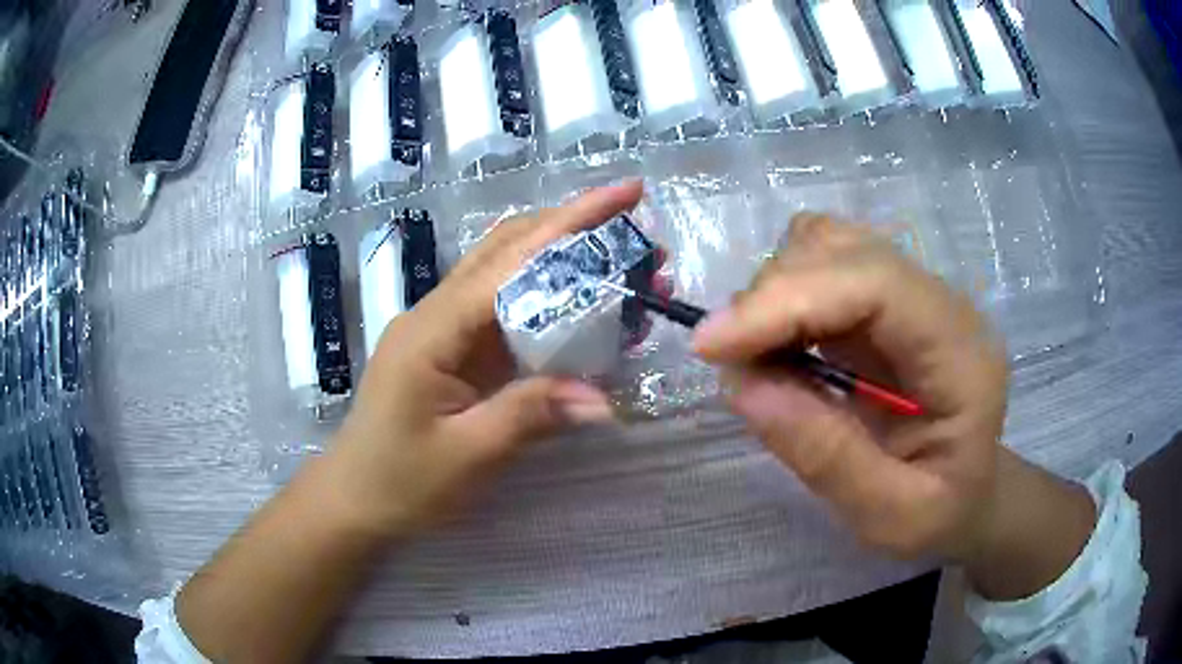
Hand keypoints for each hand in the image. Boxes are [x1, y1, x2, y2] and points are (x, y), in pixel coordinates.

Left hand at [323, 182, 643, 537]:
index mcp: (432, 329)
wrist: (356, 500)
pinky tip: (588, 307)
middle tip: (635, 222)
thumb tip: (603, 400)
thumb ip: (529, 416)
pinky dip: (550, 302)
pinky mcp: (456, 352)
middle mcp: (437, 314)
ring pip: (508, 274)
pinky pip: (508, 313)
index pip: (510, 260)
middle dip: (572, 226)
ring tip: (625, 261)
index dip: (570, 223)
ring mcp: (445, 331)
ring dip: (564, 259)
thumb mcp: (466, 456)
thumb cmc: (400, 482)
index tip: (626, 194)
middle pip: (507, 249)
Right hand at [693, 214, 1008, 560]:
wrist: (969, 491)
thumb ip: (826, 455)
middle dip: (772, 297)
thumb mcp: (891, 517)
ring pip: (828, 242)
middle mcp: (940, 303)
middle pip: (844, 249)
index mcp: (960, 354)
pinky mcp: (886, 297)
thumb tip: (741, 383)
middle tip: (731, 365)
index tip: (712, 345)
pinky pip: (823, 261)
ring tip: (758, 354)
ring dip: (775, 289)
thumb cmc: (942, 512)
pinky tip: (781, 341)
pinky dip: (785, 291)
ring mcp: (912, 292)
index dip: (789, 299)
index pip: (875, 283)